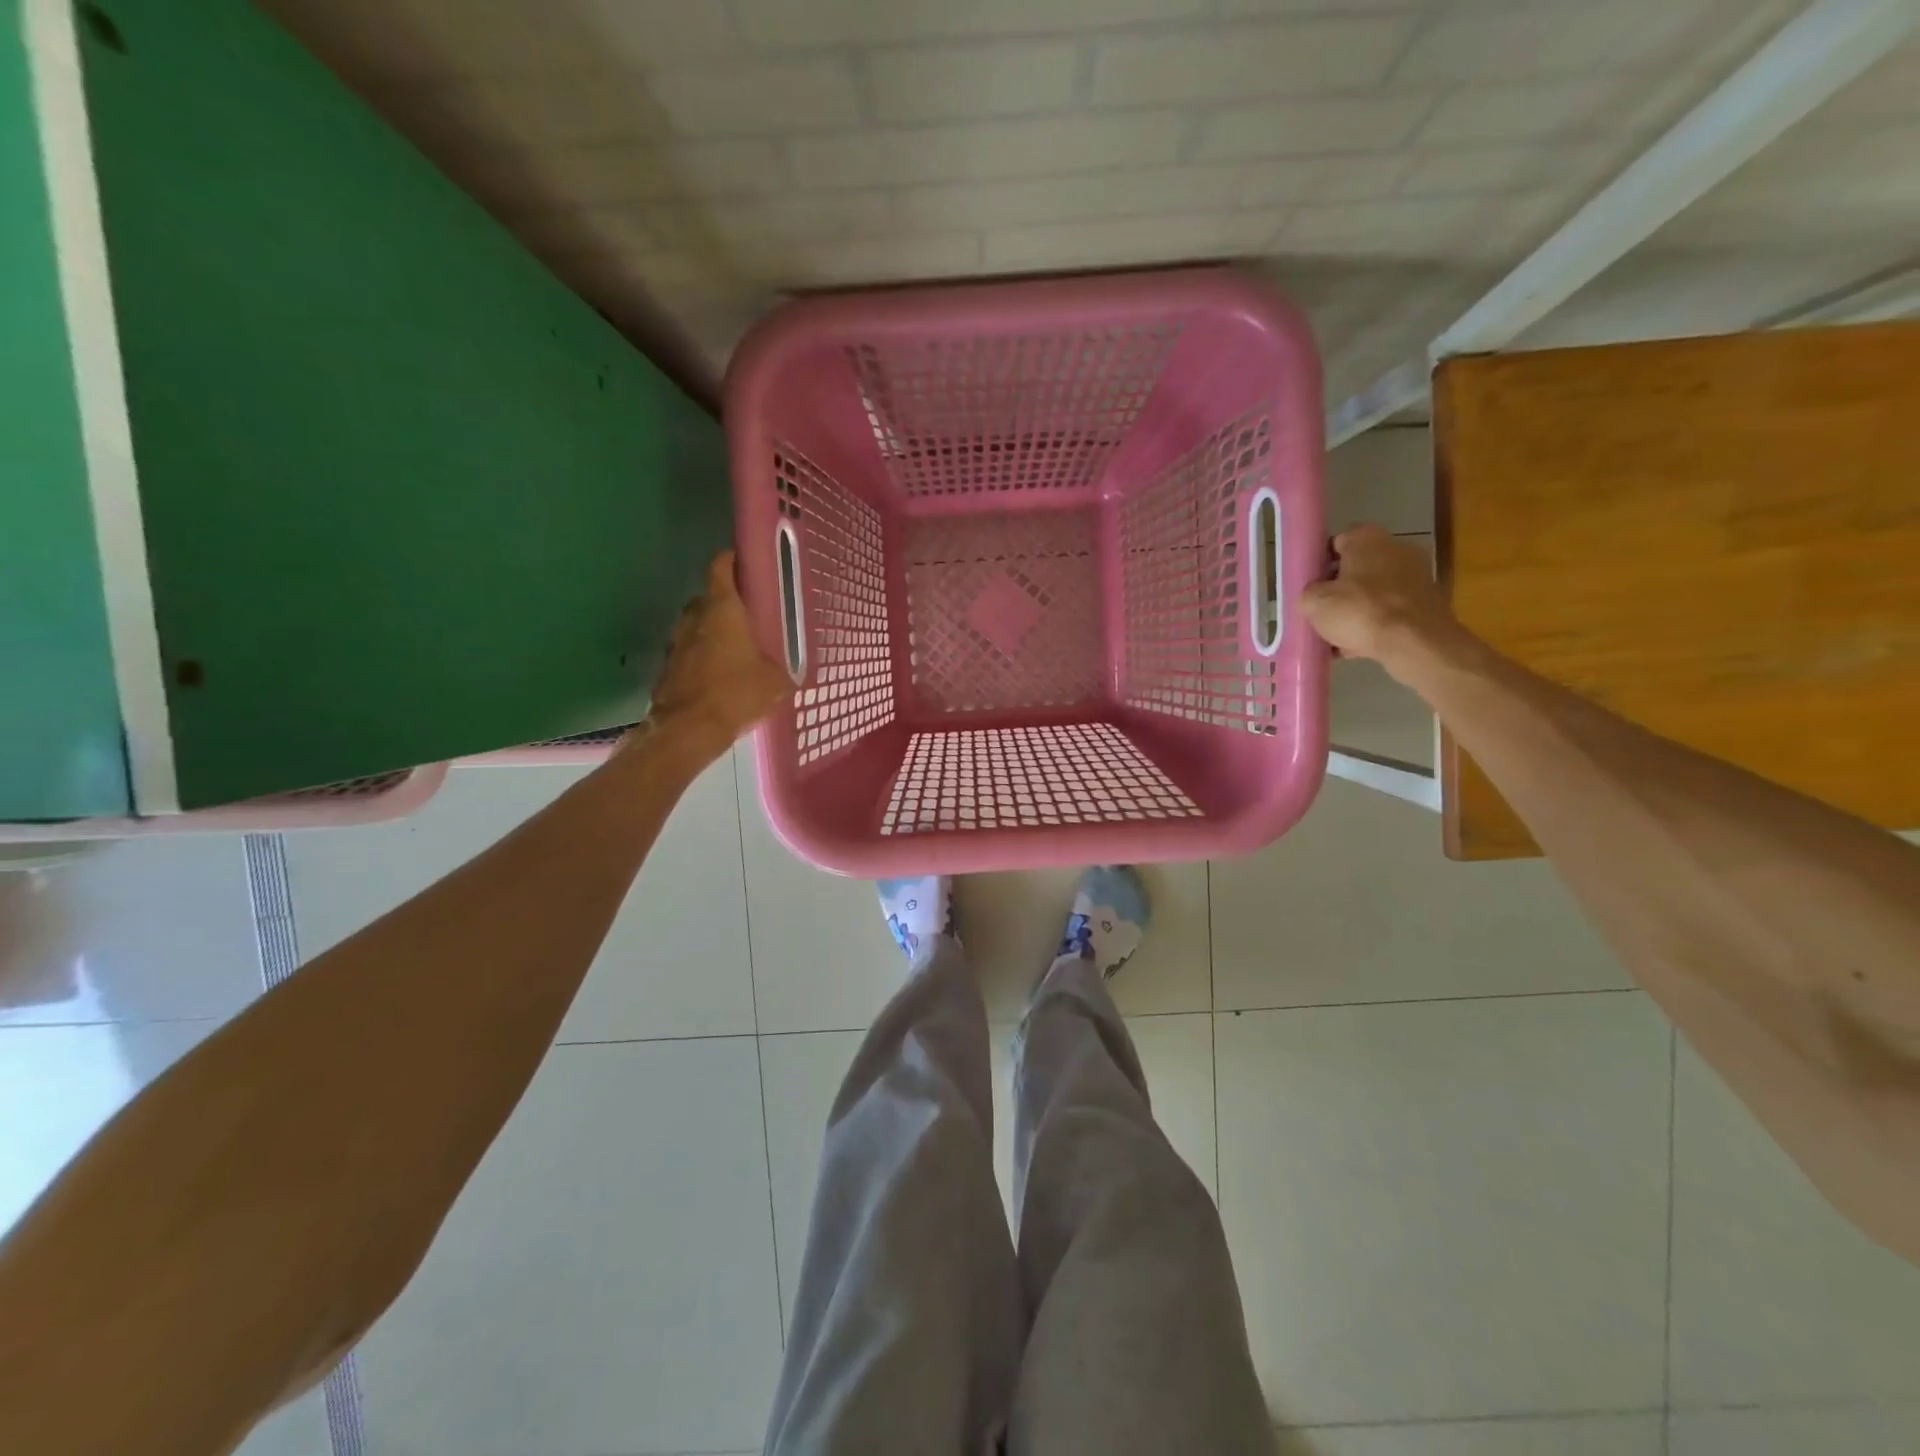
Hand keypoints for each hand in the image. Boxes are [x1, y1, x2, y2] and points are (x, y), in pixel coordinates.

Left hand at [645, 551, 792, 754]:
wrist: (687, 730)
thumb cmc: (735, 694)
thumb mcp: (776, 683)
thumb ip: (785, 669)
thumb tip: (792, 672)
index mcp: (722, 609)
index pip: (721, 566)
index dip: (734, 560)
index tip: (749, 565)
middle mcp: (694, 617)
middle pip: (710, 597)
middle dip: (729, 602)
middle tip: (753, 615)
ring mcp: (676, 642)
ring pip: (699, 625)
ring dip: (715, 631)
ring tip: (739, 648)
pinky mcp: (669, 666)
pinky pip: (691, 651)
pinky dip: (704, 656)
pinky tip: (722, 674)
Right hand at [1299, 524, 1458, 676]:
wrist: (1414, 642)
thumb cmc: (1359, 611)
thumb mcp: (1314, 603)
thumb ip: (1308, 594)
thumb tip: (1313, 597)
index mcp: (1367, 538)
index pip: (1336, 542)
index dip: (1319, 562)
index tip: (1308, 584)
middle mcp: (1396, 548)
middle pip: (1357, 568)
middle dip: (1339, 588)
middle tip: (1320, 610)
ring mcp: (1416, 575)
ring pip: (1374, 592)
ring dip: (1357, 609)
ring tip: (1336, 635)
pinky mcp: (1426, 602)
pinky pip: (1391, 611)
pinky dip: (1376, 624)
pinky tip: (1358, 645)